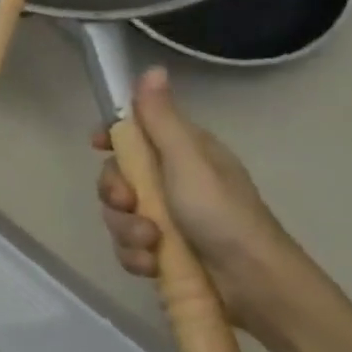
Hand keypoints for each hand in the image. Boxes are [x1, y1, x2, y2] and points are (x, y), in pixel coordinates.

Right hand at [94, 67, 308, 327]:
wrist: (253, 283)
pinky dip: (137, 256)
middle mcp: (172, 181)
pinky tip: (152, 265)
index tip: (98, 144)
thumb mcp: (187, 160)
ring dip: (128, 231)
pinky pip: (129, 246)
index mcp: (183, 152)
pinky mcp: (163, 252)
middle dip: (116, 194)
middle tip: (130, 204)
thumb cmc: (221, 213)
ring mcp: (167, 219)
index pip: (136, 131)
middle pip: (118, 176)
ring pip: (120, 215)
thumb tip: (153, 68)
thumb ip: (161, 118)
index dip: (112, 136)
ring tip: (152, 245)